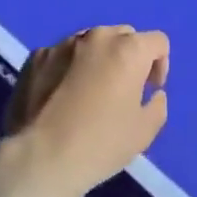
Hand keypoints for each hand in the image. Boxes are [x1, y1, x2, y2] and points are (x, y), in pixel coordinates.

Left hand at [1, 26, 168, 196]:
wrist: (38, 160)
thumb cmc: (99, 144)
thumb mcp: (145, 132)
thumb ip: (158, 104)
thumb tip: (153, 93)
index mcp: (129, 49)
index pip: (158, 42)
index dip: (160, 65)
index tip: (149, 90)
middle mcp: (97, 36)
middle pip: (124, 36)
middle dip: (129, 58)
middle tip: (122, 90)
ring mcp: (63, 43)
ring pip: (91, 43)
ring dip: (98, 60)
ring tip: (87, 92)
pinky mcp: (36, 57)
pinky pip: (62, 55)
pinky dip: (68, 68)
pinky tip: (59, 97)